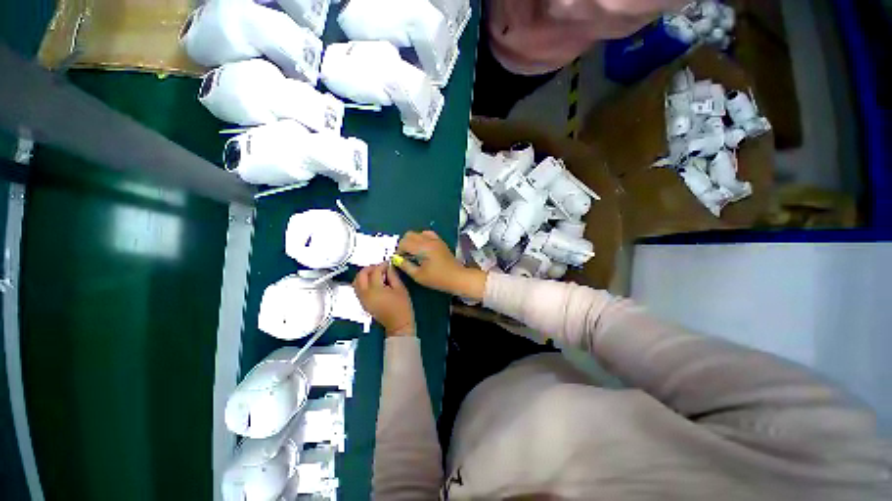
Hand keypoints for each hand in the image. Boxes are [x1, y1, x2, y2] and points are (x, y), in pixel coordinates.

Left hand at [353, 263, 414, 336]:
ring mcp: (362, 299)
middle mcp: (365, 294)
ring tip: (376, 273)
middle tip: (380, 267)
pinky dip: (363, 282)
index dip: (382, 265)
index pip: (375, 272)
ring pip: (356, 282)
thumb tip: (388, 267)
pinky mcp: (363, 303)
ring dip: (365, 275)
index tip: (388, 263)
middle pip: (361, 275)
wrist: (398, 324)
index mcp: (375, 290)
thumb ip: (393, 276)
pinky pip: (358, 289)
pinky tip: (374, 282)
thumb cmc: (402, 307)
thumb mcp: (400, 288)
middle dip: (370, 268)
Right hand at [393, 230, 486, 300]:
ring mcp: (435, 239)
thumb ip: (405, 266)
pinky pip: (427, 234)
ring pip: (418, 233)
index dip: (398, 251)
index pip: (404, 243)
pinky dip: (421, 239)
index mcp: (422, 247)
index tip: (399, 260)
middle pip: (409, 235)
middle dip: (403, 245)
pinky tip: (422, 249)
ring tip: (413, 253)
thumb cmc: (437, 279)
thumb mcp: (418, 275)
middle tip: (405, 257)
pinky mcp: (440, 242)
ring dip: (412, 241)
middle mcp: (428, 240)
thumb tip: (396, 259)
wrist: (457, 277)